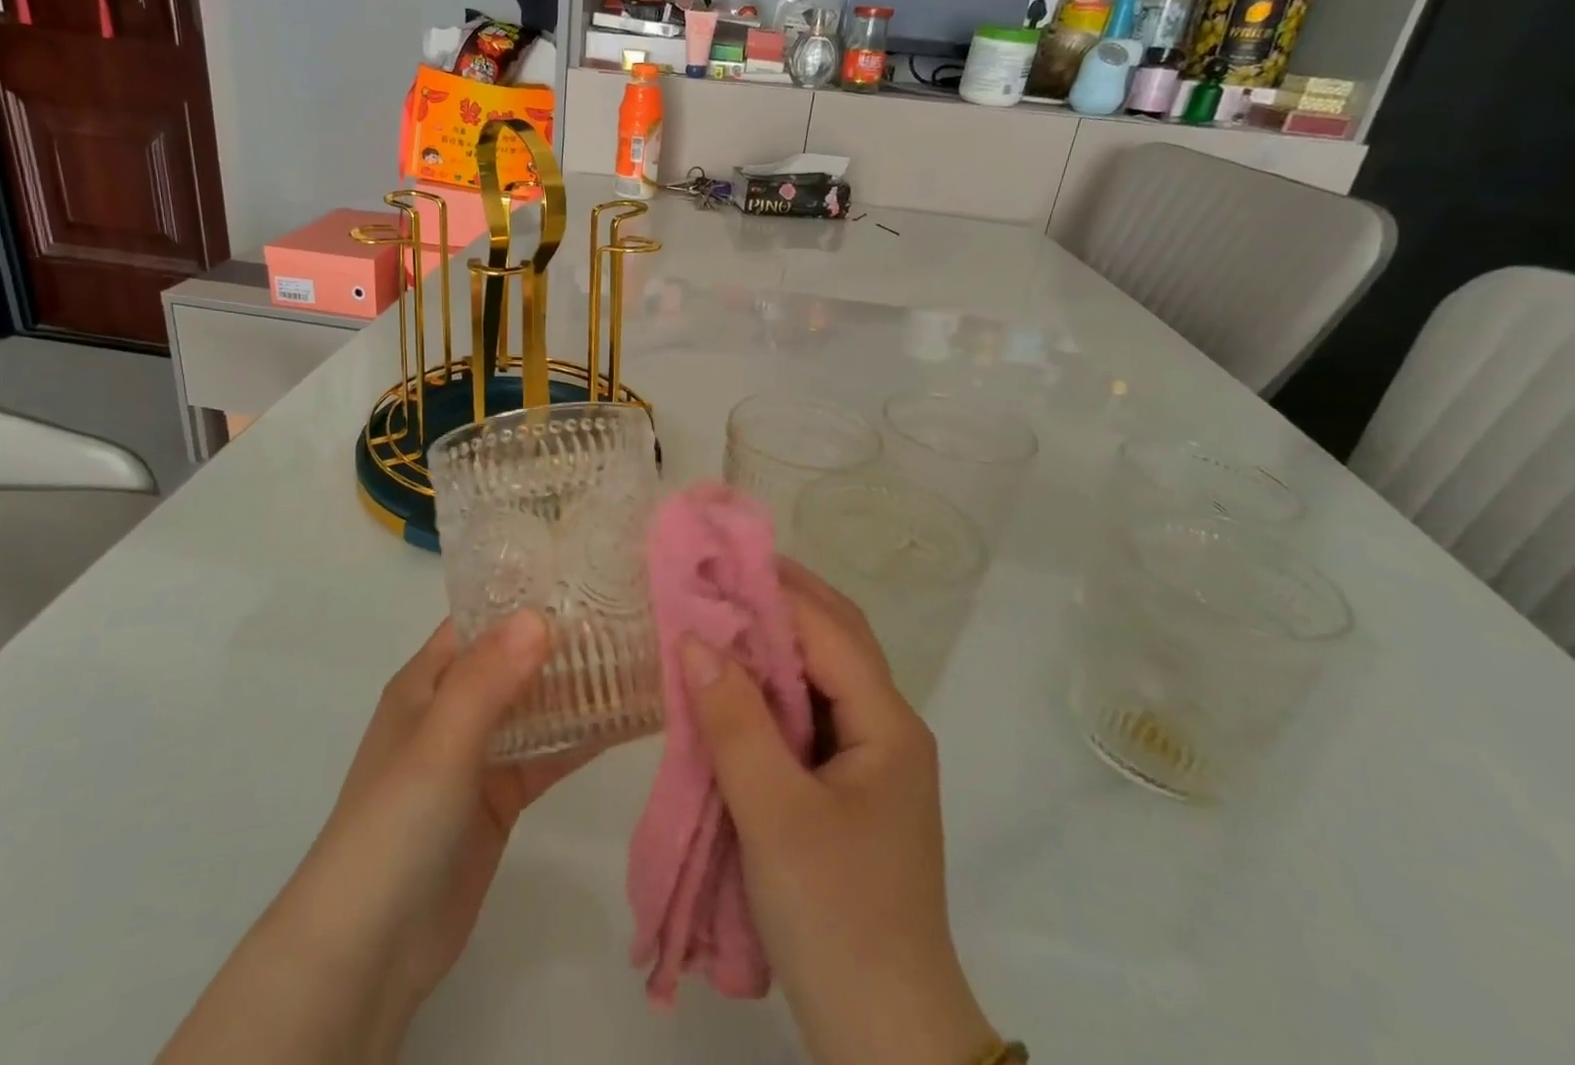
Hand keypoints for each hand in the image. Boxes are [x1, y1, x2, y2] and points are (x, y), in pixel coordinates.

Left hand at [156, 612, 592, 1064]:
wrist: (370, 949)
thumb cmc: (397, 823)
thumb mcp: (440, 740)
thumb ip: (488, 678)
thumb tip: (539, 615)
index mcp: (427, 681)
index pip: (480, 621)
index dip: (524, 598)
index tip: (583, 578)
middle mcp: (453, 709)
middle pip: (513, 660)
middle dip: (561, 641)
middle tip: (626, 616)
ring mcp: (477, 755)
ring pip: (535, 707)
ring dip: (576, 688)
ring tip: (636, 659)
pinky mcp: (500, 798)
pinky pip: (546, 756)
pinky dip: (579, 739)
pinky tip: (624, 721)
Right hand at [681, 561, 998, 1064]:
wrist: (884, 1038)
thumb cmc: (836, 916)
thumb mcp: (775, 813)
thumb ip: (734, 721)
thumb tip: (694, 638)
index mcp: (887, 724)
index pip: (828, 630)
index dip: (773, 591)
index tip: (716, 563)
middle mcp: (887, 728)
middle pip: (835, 640)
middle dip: (780, 600)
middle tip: (718, 574)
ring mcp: (869, 759)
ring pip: (820, 675)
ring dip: (773, 641)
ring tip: (719, 614)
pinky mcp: (847, 788)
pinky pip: (807, 714)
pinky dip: (771, 687)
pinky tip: (733, 684)